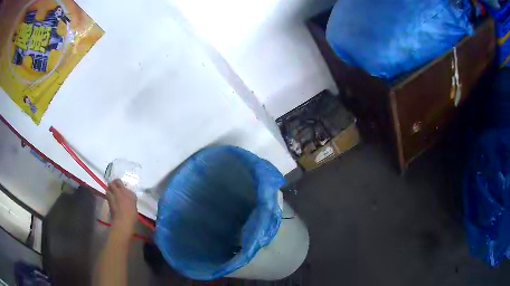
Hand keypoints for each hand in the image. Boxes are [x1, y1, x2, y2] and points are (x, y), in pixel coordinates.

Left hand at [106, 179, 137, 237]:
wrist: (123, 221)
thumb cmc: (132, 217)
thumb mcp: (133, 208)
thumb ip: (130, 201)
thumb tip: (127, 201)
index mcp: (131, 194)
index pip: (126, 187)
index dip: (122, 187)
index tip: (122, 190)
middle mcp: (123, 191)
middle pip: (116, 182)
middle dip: (114, 183)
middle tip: (114, 186)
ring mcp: (115, 193)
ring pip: (110, 186)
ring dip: (110, 188)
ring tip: (110, 191)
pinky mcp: (109, 198)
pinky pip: (107, 193)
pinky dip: (108, 194)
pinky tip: (109, 197)